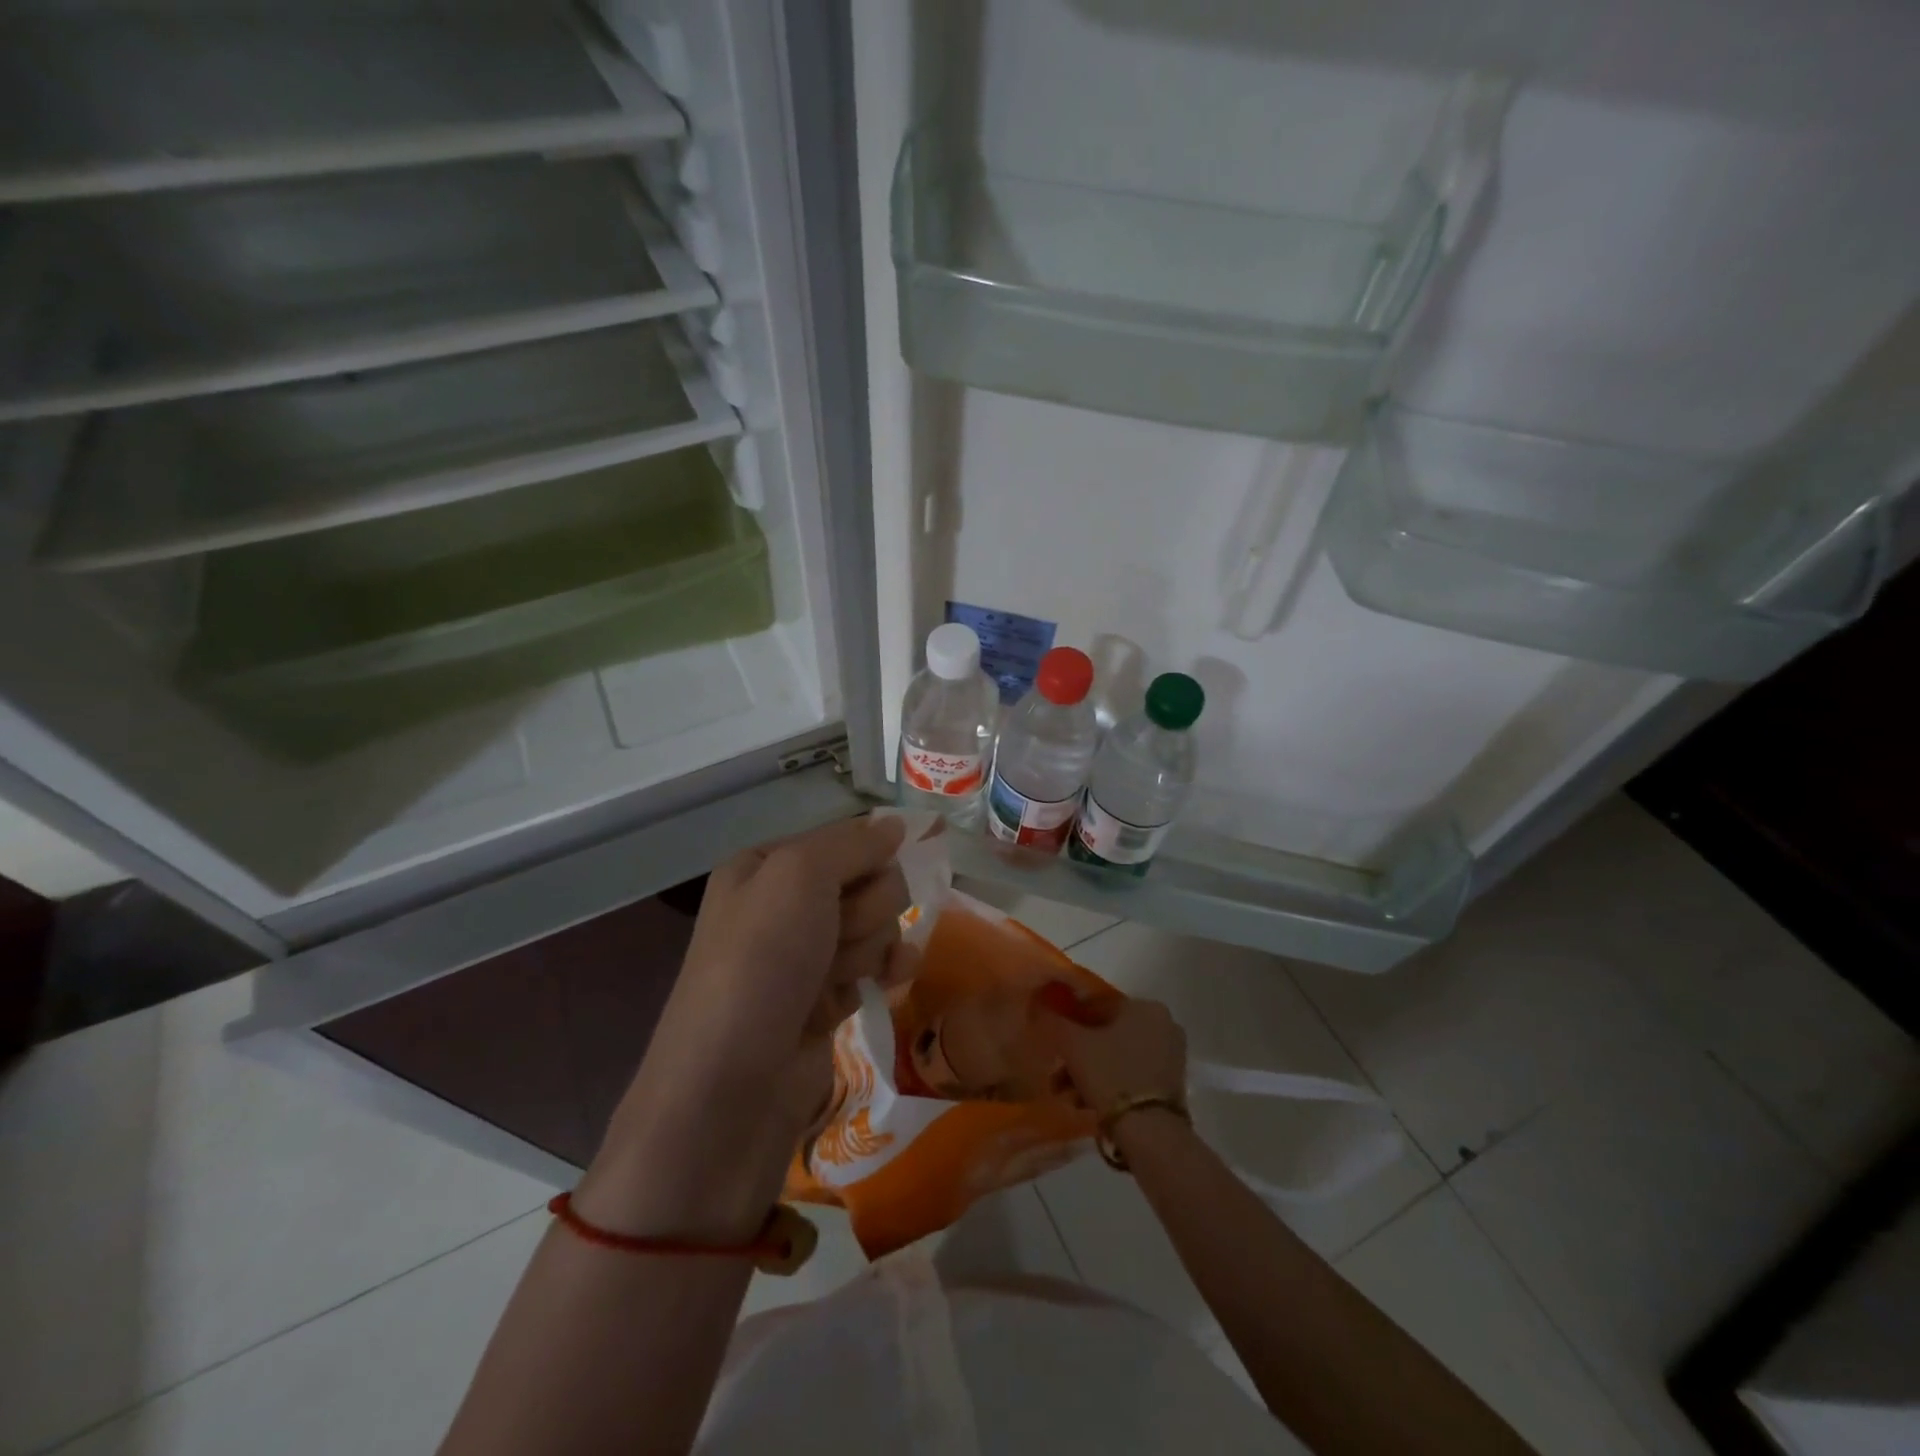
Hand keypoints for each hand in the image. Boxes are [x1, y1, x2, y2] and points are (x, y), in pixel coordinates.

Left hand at [578, 815, 915, 1236]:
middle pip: (867, 881)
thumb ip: (853, 843)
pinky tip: (888, 982)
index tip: (872, 876)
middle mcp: (784, 904)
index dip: (866, 857)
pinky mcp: (826, 997)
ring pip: (877, 923)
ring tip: (838, 977)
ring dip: (869, 946)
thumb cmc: (761, 962)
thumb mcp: (799, 875)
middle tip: (836, 937)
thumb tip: (896, 824)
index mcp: (766, 865)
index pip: (845, 838)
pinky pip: (876, 964)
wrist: (732, 1086)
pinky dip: (884, 971)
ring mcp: (805, 953)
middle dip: (864, 909)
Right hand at [1033, 987, 1186, 1118]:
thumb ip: (1054, 1020)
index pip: (1098, 1005)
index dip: (1070, 1020)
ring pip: (1118, 1056)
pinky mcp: (1172, 1083)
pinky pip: (1133, 1073)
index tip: (1054, 1039)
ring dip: (1090, 1072)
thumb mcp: (1073, 1044)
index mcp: (1144, 1006)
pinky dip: (1110, 1083)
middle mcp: (1163, 1024)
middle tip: (1058, 1073)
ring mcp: (1171, 1055)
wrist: (1150, 1131)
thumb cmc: (1110, 1075)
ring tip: (1068, 1095)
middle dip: (1079, 1053)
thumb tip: (1040, 1002)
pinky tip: (1088, 1103)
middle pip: (1108, 1033)